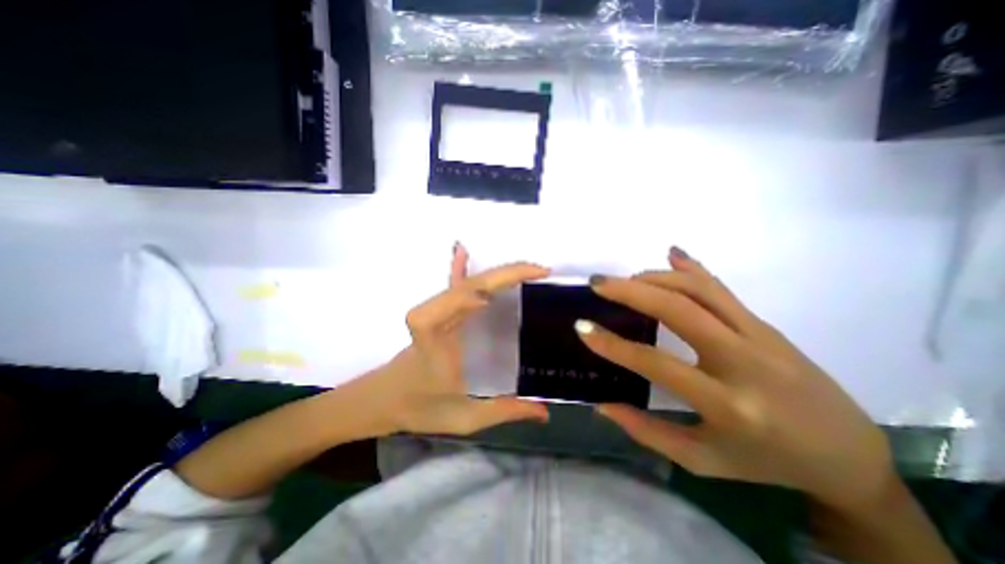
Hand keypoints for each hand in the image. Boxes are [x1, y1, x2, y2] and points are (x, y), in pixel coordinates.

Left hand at [363, 243, 549, 436]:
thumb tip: (545, 410)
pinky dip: (459, 267)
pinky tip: (463, 250)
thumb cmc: (419, 407)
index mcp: (433, 339)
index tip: (500, 295)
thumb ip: (504, 411)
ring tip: (527, 268)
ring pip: (466, 283)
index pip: (447, 308)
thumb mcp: (464, 417)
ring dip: (497, 273)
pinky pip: (452, 285)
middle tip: (539, 271)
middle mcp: (433, 318)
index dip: (469, 295)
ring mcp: (436, 311)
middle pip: (467, 287)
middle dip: (504, 275)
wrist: (383, 399)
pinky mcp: (439, 311)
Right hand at [578, 247, 899, 509]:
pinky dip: (692, 267)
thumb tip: (602, 405)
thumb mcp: (702, 460)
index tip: (582, 327)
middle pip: (680, 310)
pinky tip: (671, 253)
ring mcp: (760, 336)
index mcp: (728, 404)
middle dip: (631, 291)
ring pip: (700, 290)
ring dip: (656, 277)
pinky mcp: (765, 324)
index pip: (658, 363)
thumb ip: (646, 432)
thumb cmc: (767, 463)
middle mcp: (745, 362)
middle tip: (598, 283)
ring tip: (625, 279)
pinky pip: (721, 289)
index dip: (614, 345)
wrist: (849, 456)